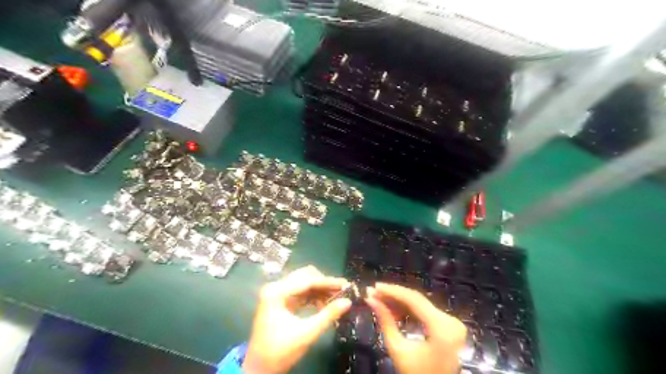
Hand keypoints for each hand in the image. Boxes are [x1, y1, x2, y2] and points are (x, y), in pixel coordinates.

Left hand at [243, 266, 350, 373]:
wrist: (259, 369)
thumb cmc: (280, 351)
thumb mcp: (307, 333)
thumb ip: (328, 315)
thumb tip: (348, 302)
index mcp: (276, 292)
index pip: (307, 280)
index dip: (328, 282)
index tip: (346, 284)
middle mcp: (275, 287)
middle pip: (305, 276)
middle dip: (324, 283)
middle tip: (342, 291)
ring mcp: (276, 293)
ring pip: (304, 283)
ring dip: (319, 289)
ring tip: (336, 298)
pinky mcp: (280, 301)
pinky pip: (300, 292)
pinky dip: (313, 296)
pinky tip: (324, 303)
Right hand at [367, 283, 463, 373]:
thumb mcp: (398, 349)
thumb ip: (385, 321)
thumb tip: (370, 300)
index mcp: (442, 328)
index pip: (414, 300)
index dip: (392, 291)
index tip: (374, 286)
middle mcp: (451, 320)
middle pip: (417, 300)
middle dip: (393, 295)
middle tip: (373, 292)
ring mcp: (452, 322)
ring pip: (420, 304)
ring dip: (399, 302)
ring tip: (379, 300)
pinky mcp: (449, 326)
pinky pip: (426, 312)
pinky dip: (409, 310)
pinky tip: (393, 309)